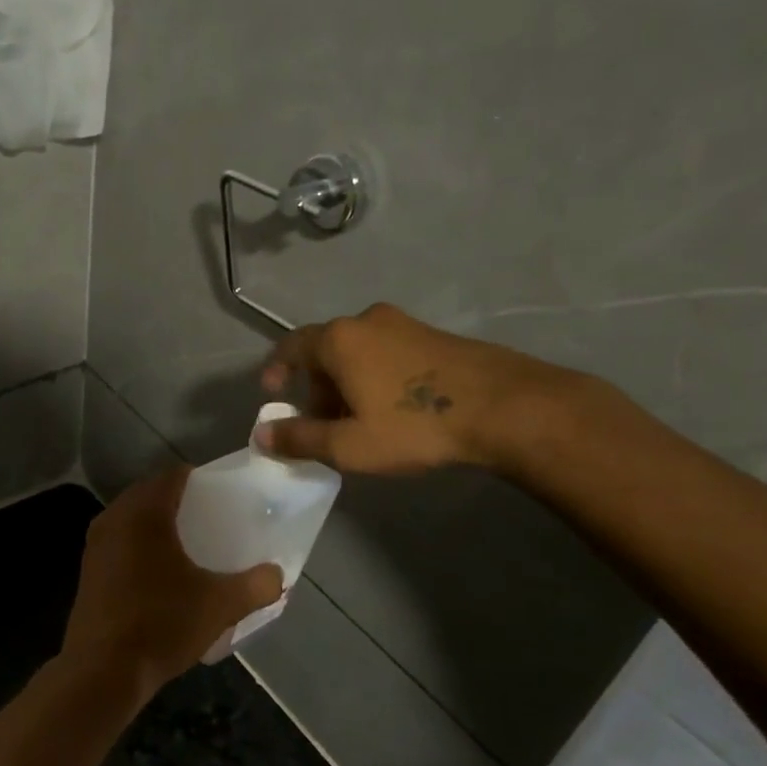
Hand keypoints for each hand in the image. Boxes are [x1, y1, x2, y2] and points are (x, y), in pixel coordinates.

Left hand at [62, 467, 284, 697]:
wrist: (102, 671)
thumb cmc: (161, 624)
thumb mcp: (219, 606)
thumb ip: (255, 586)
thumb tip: (277, 576)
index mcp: (145, 512)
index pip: (173, 475)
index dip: (198, 479)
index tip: (221, 495)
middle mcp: (115, 517)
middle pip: (150, 493)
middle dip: (178, 501)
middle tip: (209, 519)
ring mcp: (96, 544)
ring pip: (131, 518)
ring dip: (156, 523)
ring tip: (187, 545)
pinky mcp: (88, 569)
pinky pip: (119, 540)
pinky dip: (138, 544)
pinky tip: (159, 572)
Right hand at [258, 302, 573, 474]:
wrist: (504, 407)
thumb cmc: (414, 425)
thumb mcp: (349, 445)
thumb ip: (300, 439)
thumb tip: (262, 435)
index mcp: (339, 339)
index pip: (291, 346)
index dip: (276, 369)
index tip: (272, 393)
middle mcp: (367, 320)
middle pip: (326, 349)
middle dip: (315, 385)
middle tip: (319, 421)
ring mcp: (405, 324)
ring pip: (359, 351)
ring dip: (347, 382)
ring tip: (357, 419)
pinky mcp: (435, 335)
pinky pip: (387, 352)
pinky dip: (376, 375)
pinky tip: (393, 408)